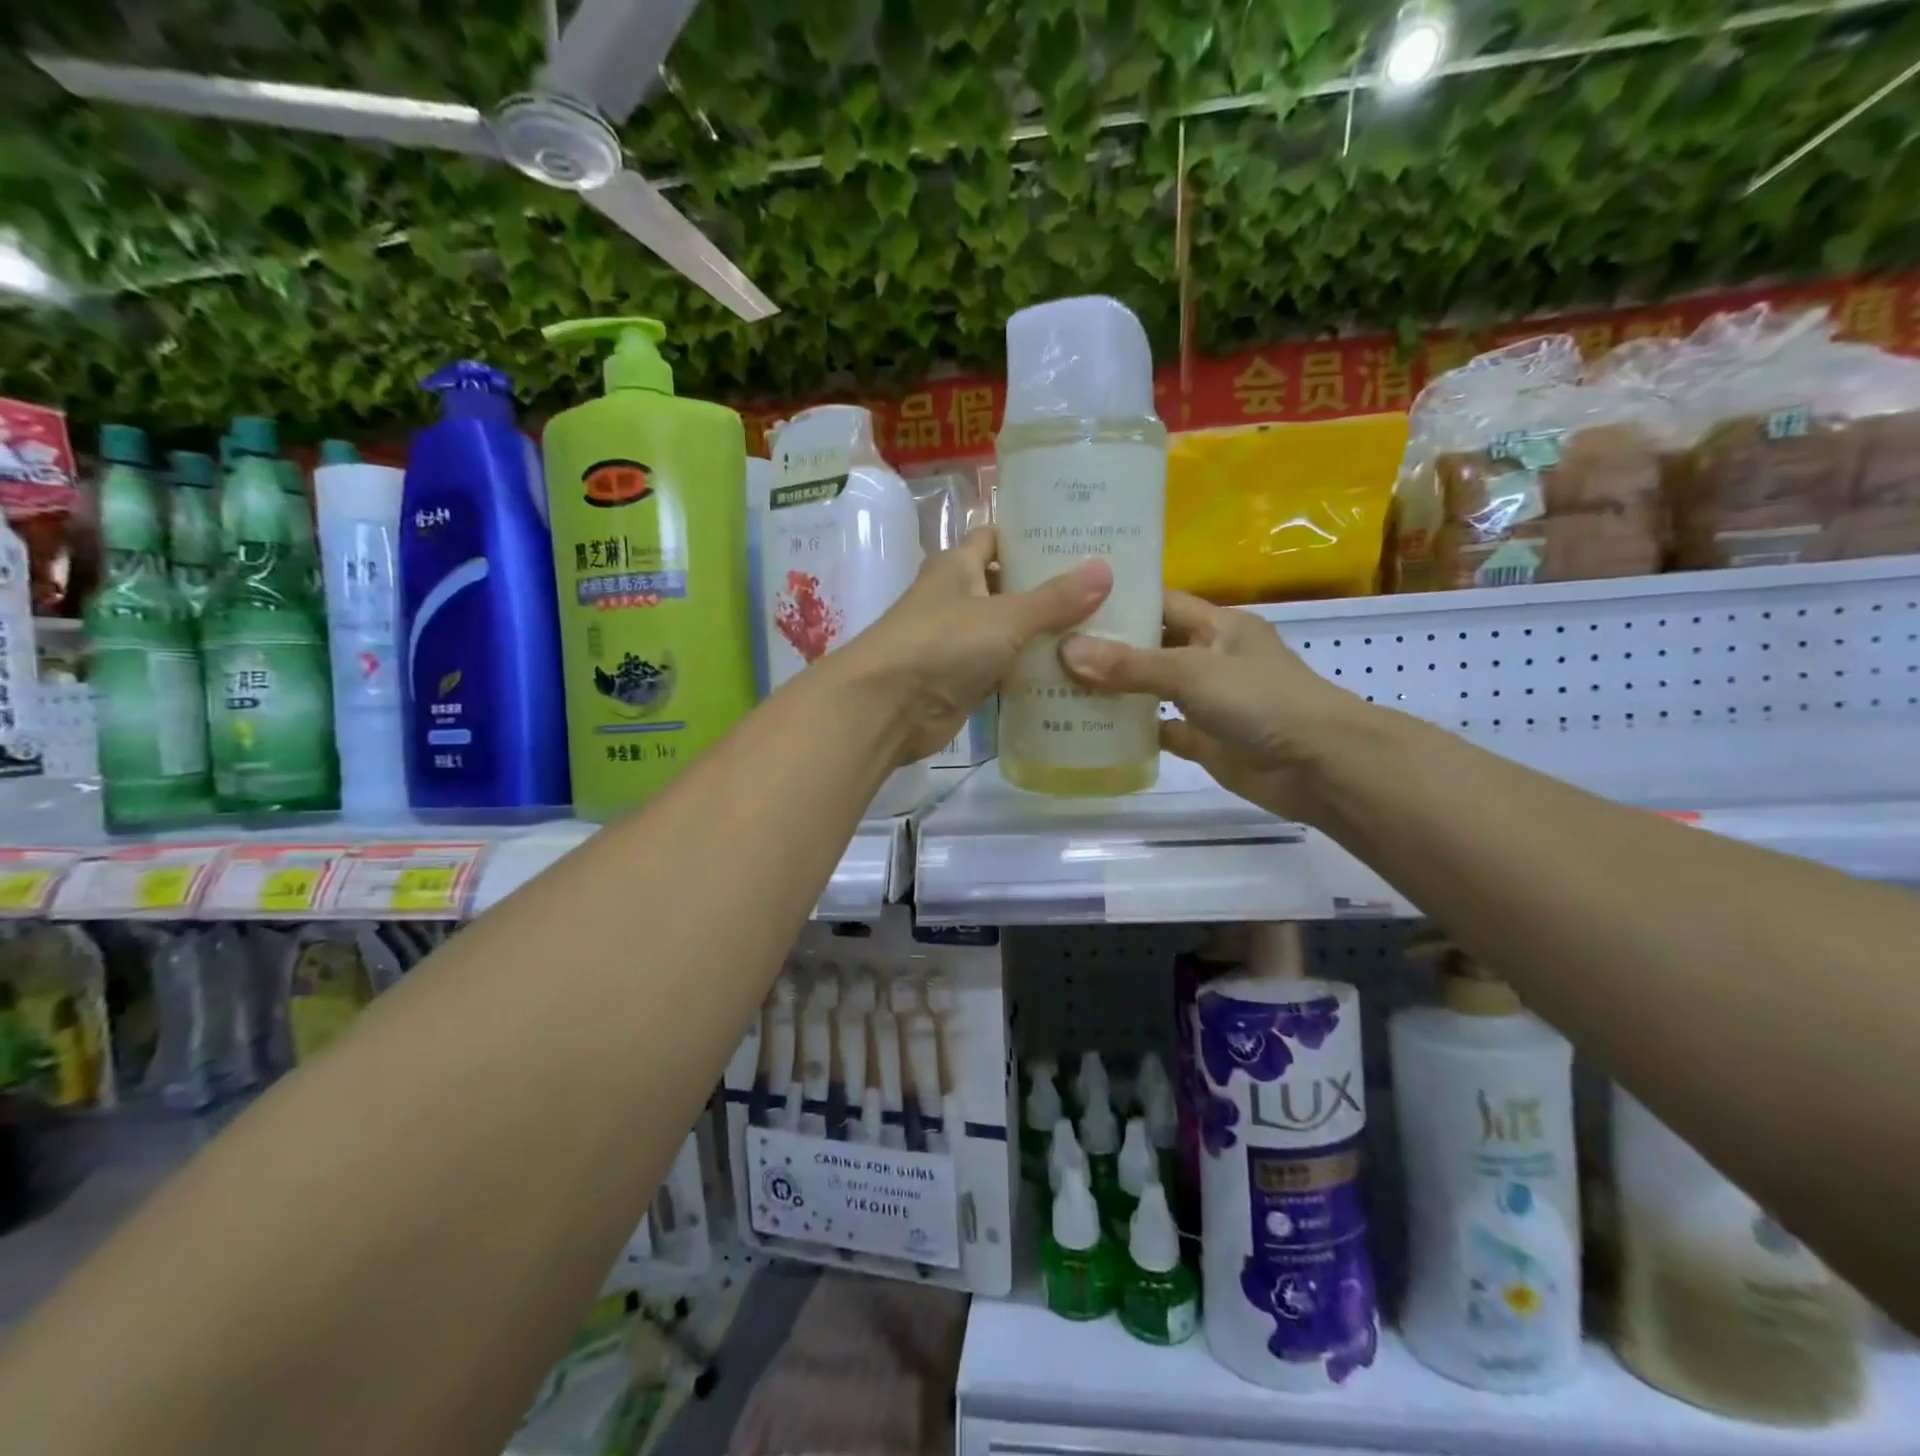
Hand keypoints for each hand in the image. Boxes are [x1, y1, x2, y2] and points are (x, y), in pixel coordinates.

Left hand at [837, 527, 1112, 765]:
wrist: (887, 707)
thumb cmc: (941, 644)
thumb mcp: (1005, 616)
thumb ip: (1054, 599)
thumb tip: (1105, 570)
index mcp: (957, 566)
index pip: (996, 538)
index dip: (1031, 537)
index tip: (1078, 541)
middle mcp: (956, 599)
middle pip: (1008, 587)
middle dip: (1050, 590)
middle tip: (1106, 591)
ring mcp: (958, 643)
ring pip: (1009, 633)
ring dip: (1045, 635)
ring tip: (1101, 632)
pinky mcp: (963, 681)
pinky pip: (1004, 670)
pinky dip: (1031, 672)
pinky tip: (1073, 674)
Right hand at [1059, 590, 1360, 819]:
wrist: (1318, 766)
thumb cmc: (1261, 701)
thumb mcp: (1192, 672)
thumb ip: (1130, 665)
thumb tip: (1066, 652)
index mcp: (1217, 625)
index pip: (1161, 602)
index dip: (1120, 600)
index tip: (1069, 601)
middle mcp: (1210, 657)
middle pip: (1150, 645)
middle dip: (1106, 647)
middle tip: (1050, 646)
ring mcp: (1207, 701)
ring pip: (1151, 689)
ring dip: (1114, 690)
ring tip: (1057, 685)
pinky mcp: (1204, 739)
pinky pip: (1160, 729)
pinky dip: (1132, 730)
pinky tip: (1091, 729)